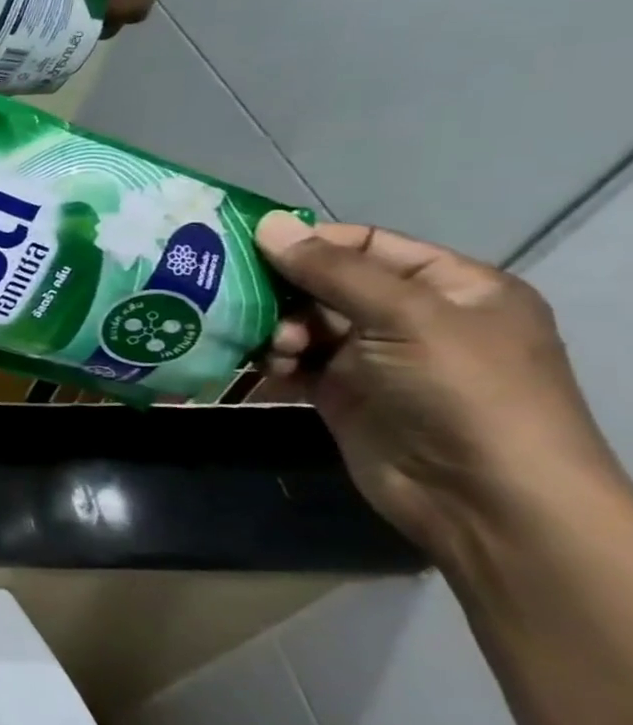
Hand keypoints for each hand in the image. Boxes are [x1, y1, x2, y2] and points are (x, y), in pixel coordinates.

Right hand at [256, 213, 625, 563]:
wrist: (483, 501)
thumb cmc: (463, 392)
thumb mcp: (406, 317)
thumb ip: (333, 270)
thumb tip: (267, 224)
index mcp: (450, 287)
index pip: (365, 245)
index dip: (309, 242)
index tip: (247, 245)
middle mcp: (412, 317)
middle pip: (326, 284)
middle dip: (283, 290)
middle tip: (241, 298)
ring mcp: (375, 358)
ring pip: (303, 323)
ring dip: (277, 330)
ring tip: (273, 349)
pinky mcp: (342, 393)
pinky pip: (295, 362)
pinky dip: (274, 361)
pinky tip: (265, 368)